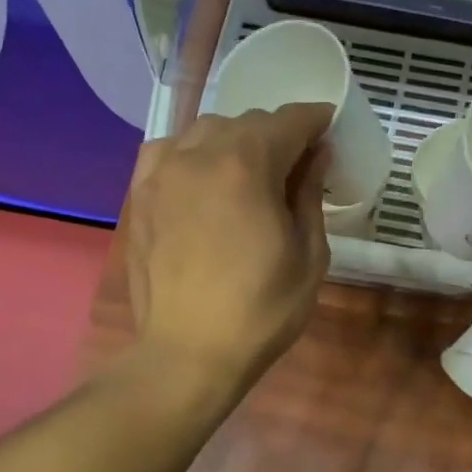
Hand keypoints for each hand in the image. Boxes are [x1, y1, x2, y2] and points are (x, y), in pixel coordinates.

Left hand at [124, 103, 331, 392]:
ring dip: (236, 141)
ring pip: (206, 131)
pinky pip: (169, 151)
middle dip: (278, 134)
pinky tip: (203, 176)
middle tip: (298, 164)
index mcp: (246, 165)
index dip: (315, 119)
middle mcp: (199, 154)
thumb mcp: (309, 256)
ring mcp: (162, 172)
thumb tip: (315, 157)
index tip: (330, 127)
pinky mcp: (141, 194)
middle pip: (247, 122)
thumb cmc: (261, 310)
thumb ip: (310, 195)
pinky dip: (194, 153)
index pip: (289, 121)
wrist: (189, 352)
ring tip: (252, 171)